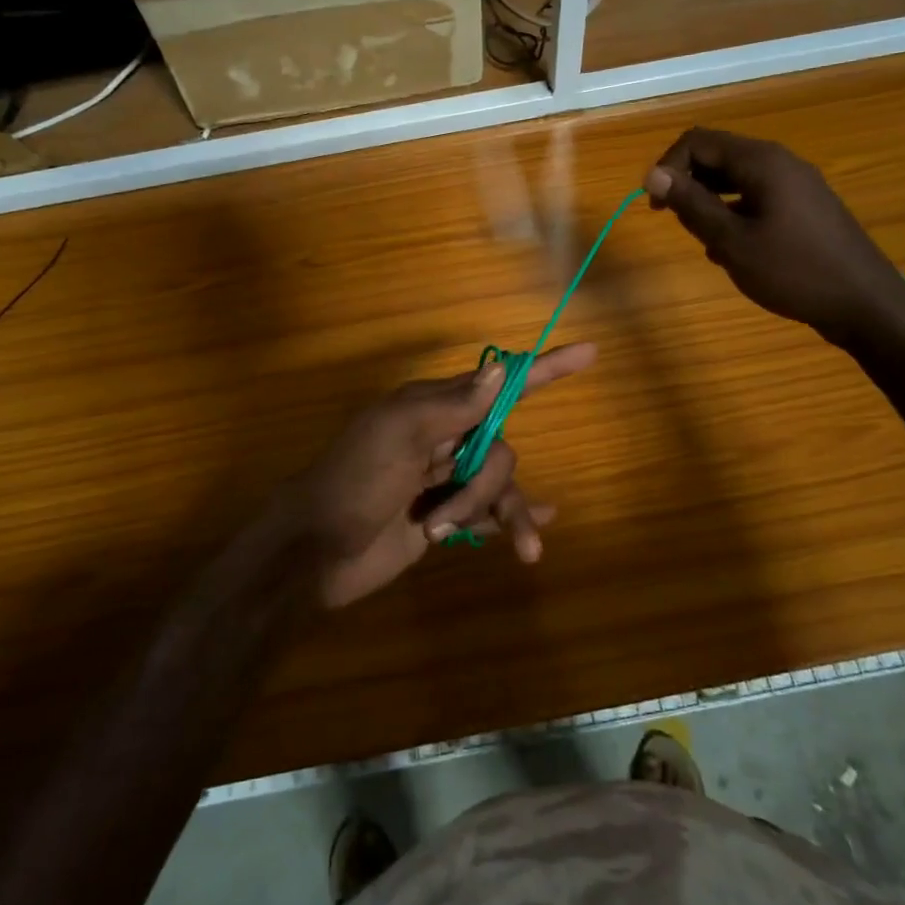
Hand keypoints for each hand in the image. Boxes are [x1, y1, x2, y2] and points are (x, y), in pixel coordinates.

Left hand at [286, 345, 596, 608]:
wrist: (314, 552)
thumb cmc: (353, 482)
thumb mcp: (398, 434)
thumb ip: (452, 406)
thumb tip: (501, 370)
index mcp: (433, 408)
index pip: (500, 384)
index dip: (544, 369)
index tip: (589, 353)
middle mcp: (445, 439)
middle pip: (501, 450)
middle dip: (481, 486)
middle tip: (439, 513)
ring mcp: (446, 481)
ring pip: (498, 487)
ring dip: (485, 515)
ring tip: (445, 538)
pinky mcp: (445, 518)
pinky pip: (491, 516)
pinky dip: (514, 520)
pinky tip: (536, 534)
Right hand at [644, 128, 904, 345]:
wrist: (864, 304)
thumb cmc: (793, 271)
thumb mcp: (731, 241)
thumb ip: (691, 205)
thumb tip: (653, 174)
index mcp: (761, 162)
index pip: (697, 141)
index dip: (667, 167)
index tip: (655, 206)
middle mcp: (780, 162)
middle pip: (718, 155)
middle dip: (687, 183)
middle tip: (673, 222)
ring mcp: (796, 184)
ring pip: (736, 178)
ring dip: (709, 201)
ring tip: (701, 239)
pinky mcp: (805, 206)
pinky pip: (756, 197)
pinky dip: (733, 213)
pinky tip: (731, 249)